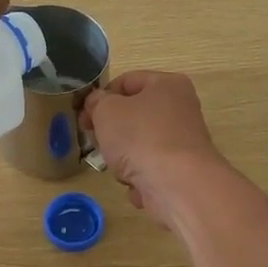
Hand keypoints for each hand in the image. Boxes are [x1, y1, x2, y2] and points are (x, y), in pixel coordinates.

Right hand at [82, 70, 229, 229]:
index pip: (126, 81)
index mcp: (167, 84)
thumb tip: (97, 103)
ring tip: (119, 167)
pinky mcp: (182, 171)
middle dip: (112, 130)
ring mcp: (183, 142)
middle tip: (95, 141)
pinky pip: (151, 169)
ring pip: (140, 145)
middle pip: (134, 115)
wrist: (176, 185)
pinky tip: (137, 183)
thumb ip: (97, 102)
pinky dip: (140, 177)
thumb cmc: (140, 137)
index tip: (84, 115)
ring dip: (124, 157)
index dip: (101, 97)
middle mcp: (181, 109)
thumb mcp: (106, 111)